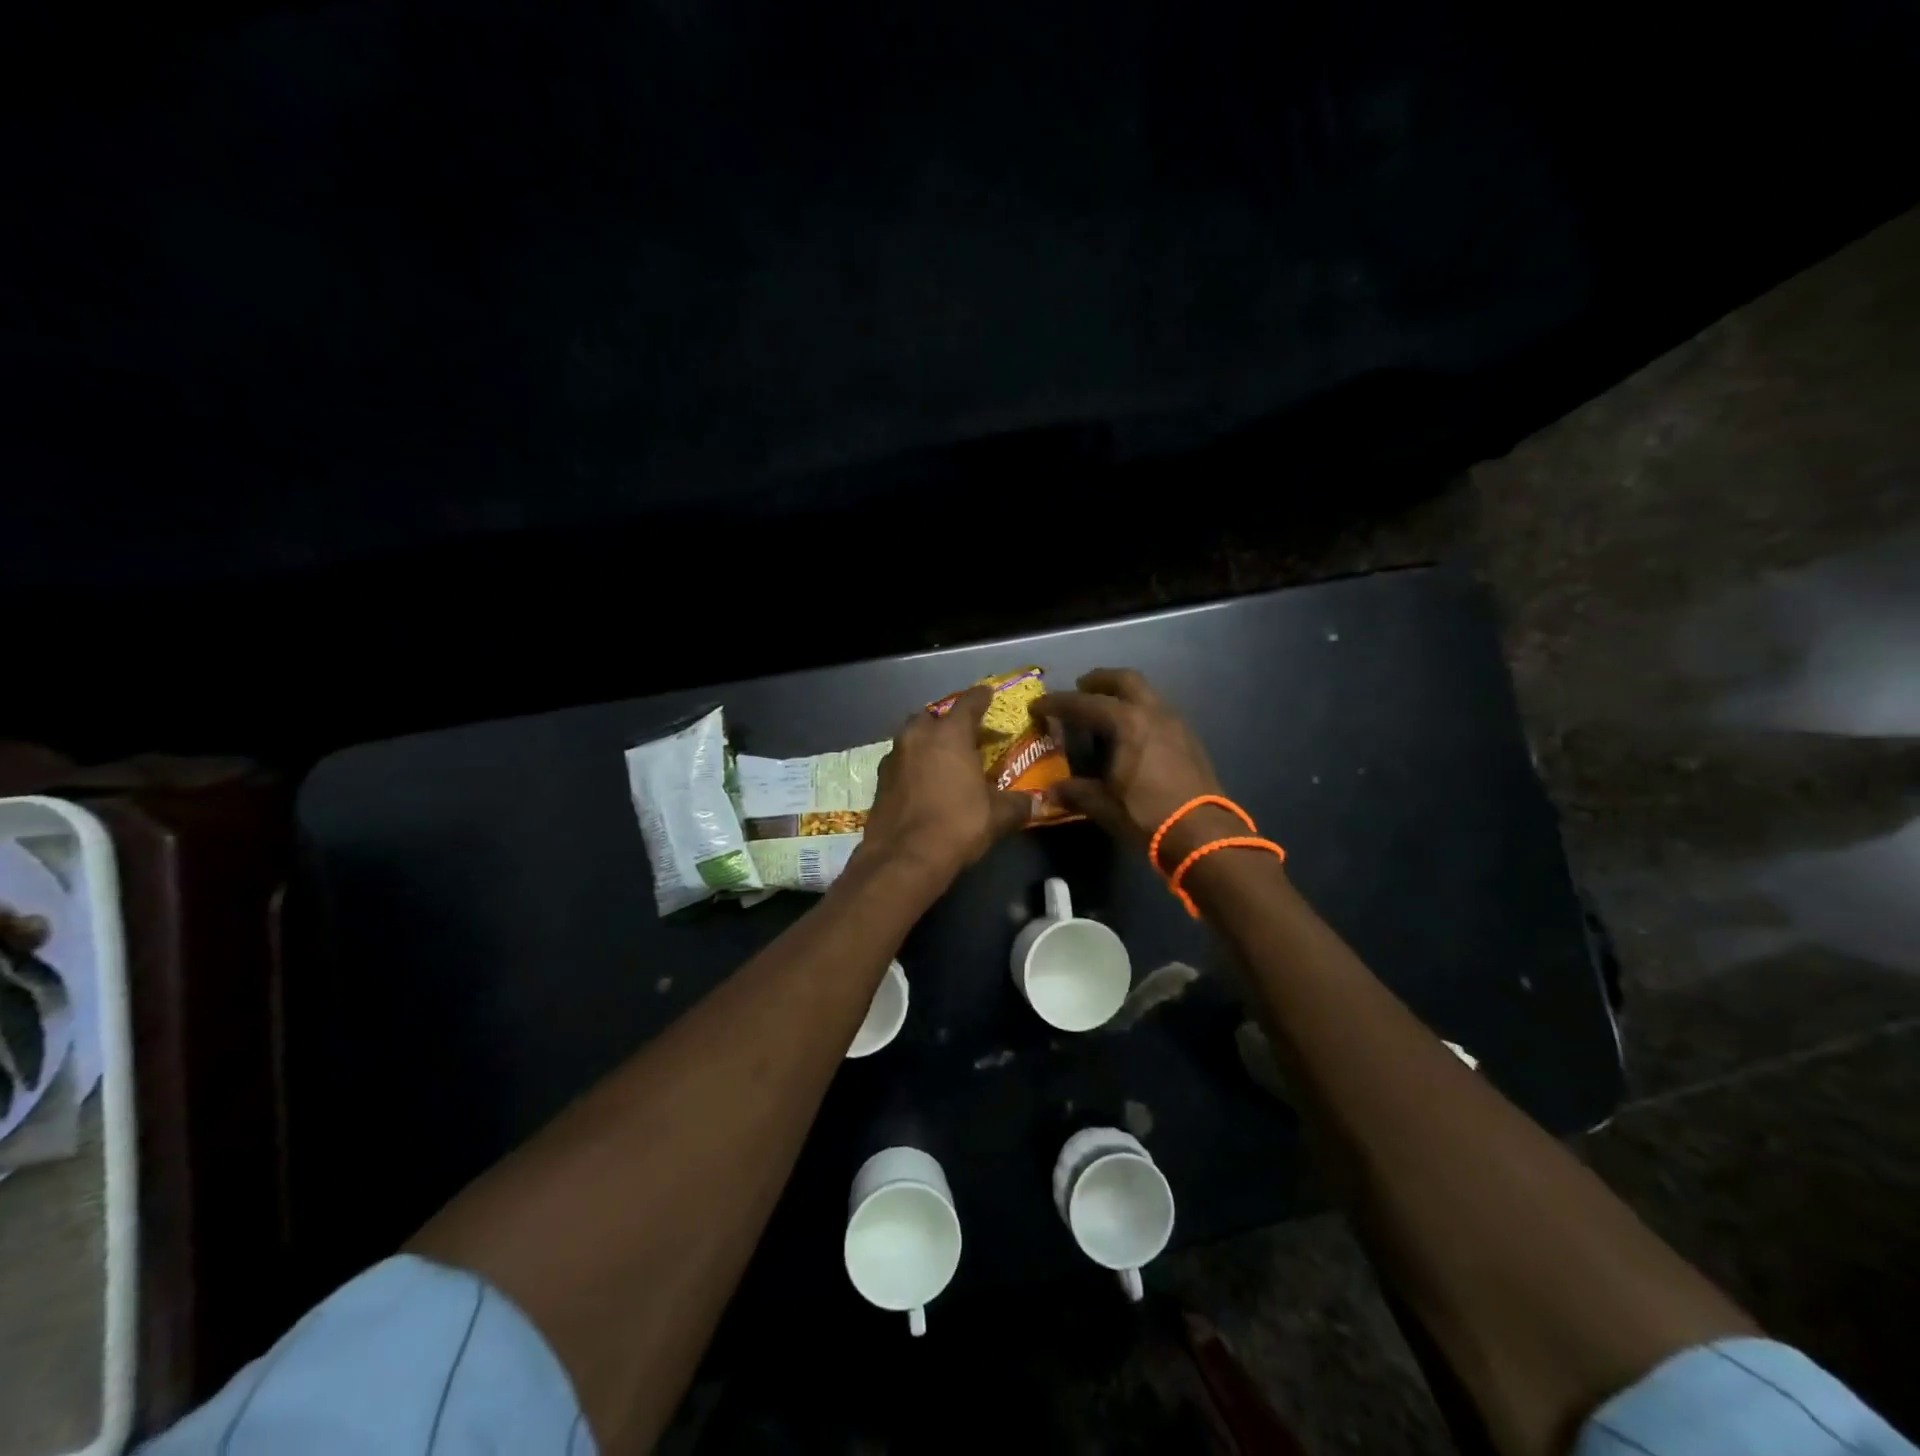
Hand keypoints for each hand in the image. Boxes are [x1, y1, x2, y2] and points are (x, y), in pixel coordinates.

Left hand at [858, 685, 1037, 886]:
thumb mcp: (997, 816)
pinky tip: (923, 783)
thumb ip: (1018, 805)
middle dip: (949, 722)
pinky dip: (913, 766)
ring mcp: (893, 757)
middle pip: (934, 717)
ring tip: (944, 760)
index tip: (988, 693)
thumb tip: (1039, 804)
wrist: (903, 858)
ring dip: (927, 743)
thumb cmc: (957, 825)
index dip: (981, 697)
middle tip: (966, 736)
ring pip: (912, 738)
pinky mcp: (879, 781)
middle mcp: (918, 736)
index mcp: (949, 734)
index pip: (968, 703)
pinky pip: (900, 762)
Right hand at [1034, 669, 1232, 868]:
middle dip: (1100, 680)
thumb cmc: (1147, 815)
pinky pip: (1160, 710)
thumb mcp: (1103, 805)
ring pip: (1147, 693)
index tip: (1038, 704)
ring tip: (1107, 709)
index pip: (1085, 704)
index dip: (1058, 703)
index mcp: (1127, 723)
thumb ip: (1075, 792)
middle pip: (1124, 680)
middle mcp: (1153, 712)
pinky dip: (1142, 710)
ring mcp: (1176, 723)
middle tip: (1081, 687)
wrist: (1203, 834)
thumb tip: (1050, 792)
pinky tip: (1134, 732)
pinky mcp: (1190, 738)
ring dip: (1124, 693)